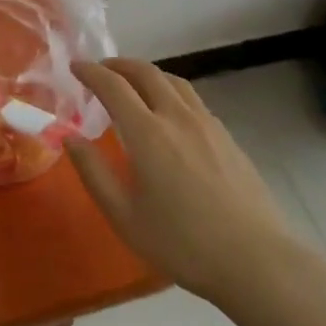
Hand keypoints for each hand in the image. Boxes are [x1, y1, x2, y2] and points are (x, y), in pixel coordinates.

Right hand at [68, 58, 310, 306]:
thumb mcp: (125, 216)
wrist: (256, 260)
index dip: (91, 71)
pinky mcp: (227, 136)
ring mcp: (207, 123)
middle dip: (118, 64)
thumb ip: (93, 172)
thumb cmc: (183, 243)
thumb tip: (69, 136)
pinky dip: (170, 91)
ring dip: (147, 74)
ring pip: (173, 81)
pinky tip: (170, 113)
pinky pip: (192, 98)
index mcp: (147, 132)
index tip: (75, 66)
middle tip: (101, 70)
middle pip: (145, 72)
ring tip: (133, 84)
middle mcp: (177, 116)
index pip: (113, 85)